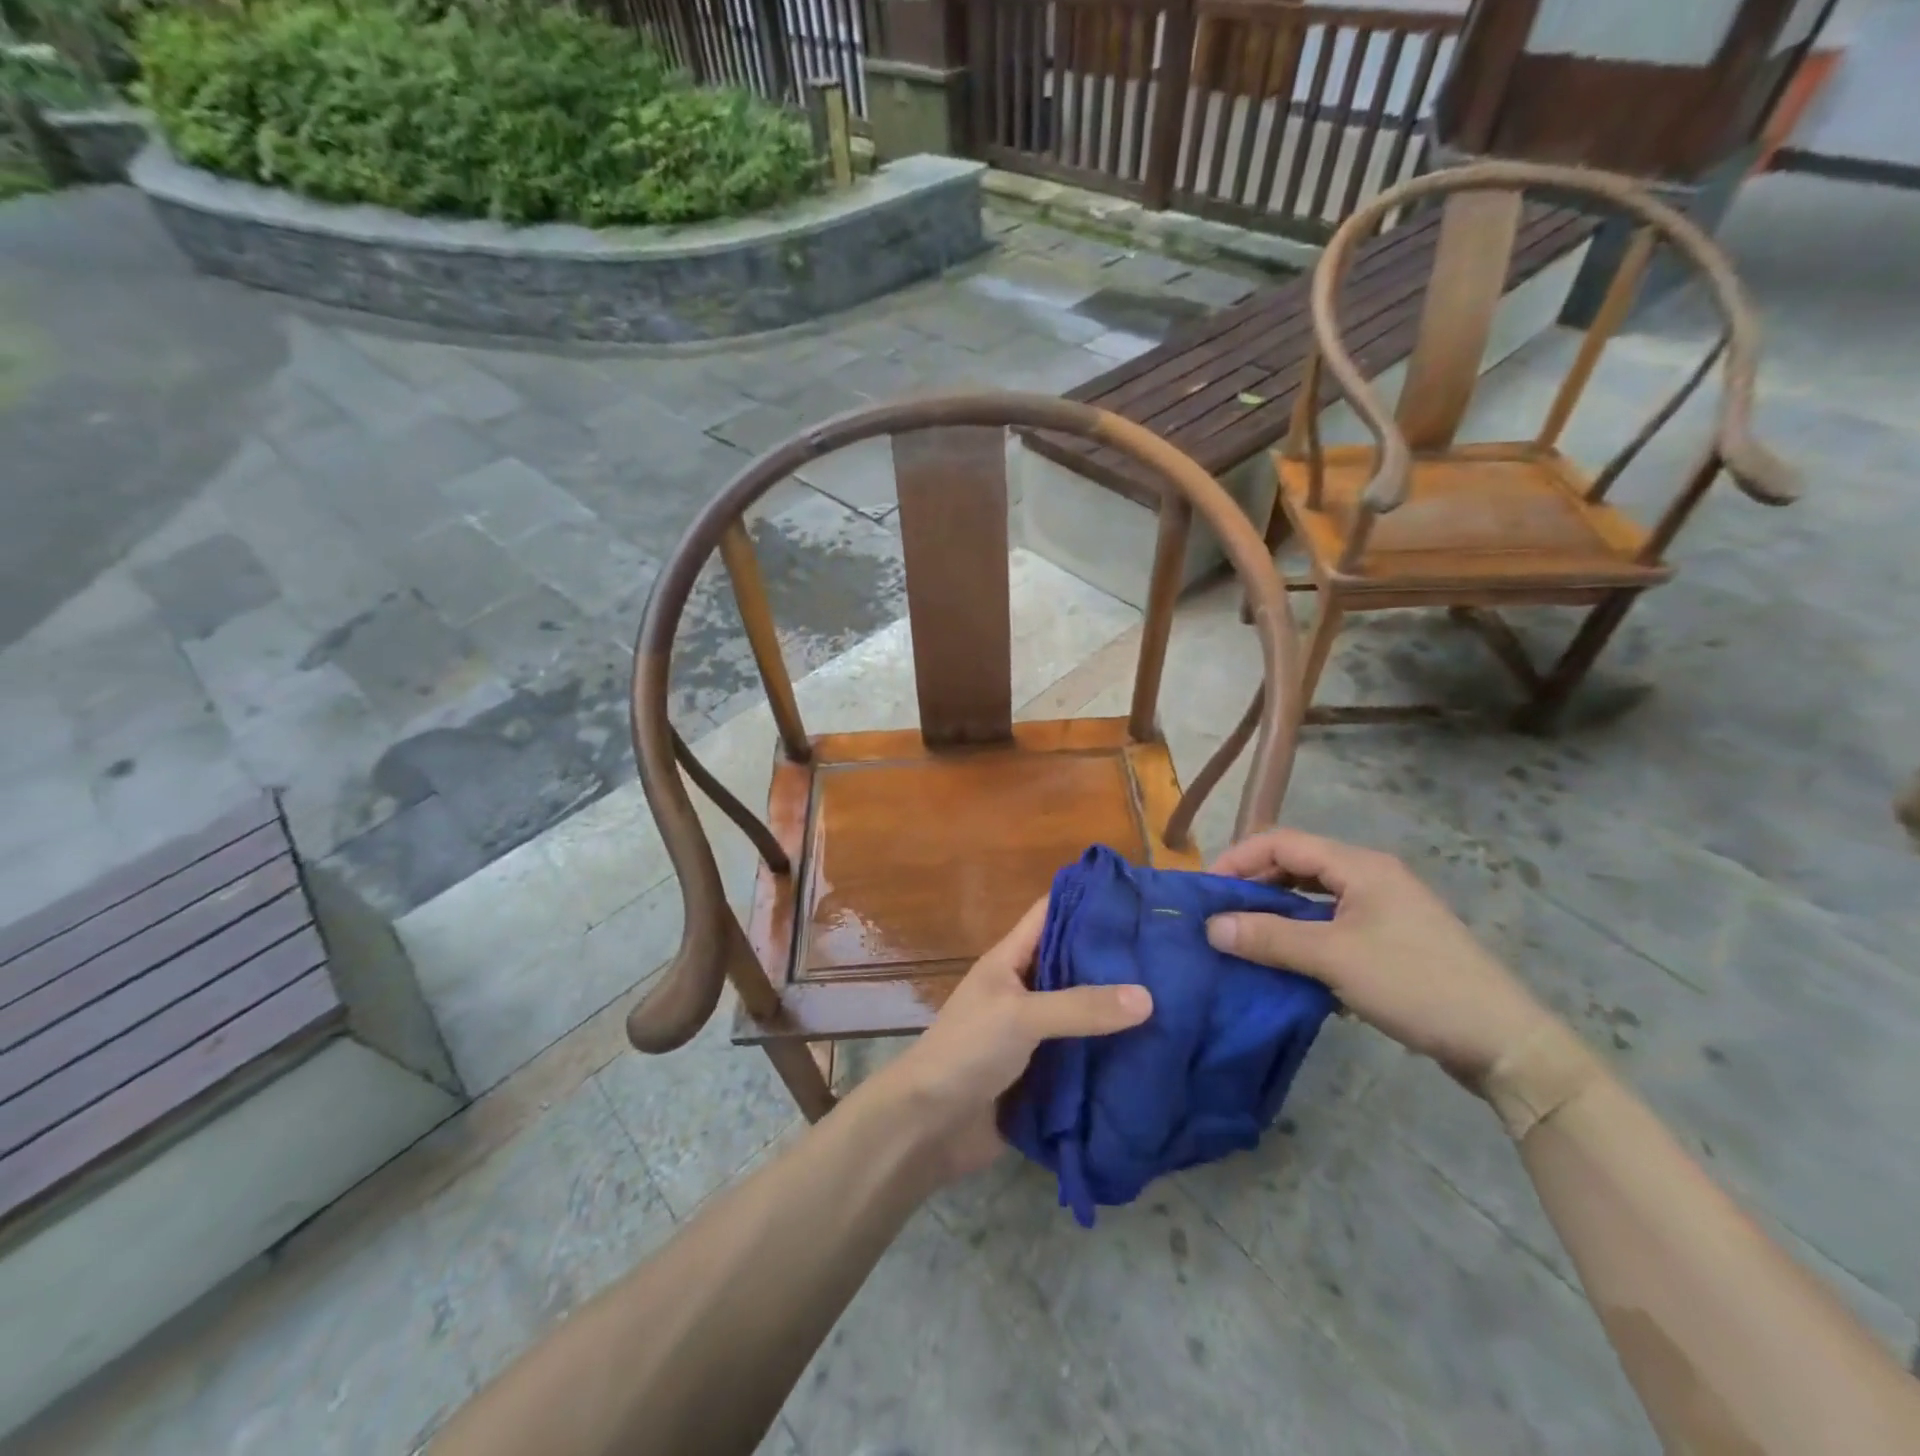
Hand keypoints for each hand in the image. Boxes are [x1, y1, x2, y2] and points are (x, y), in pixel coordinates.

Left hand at [874, 898, 1151, 1182]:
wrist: (930, 1126)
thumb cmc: (967, 1051)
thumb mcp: (1021, 1016)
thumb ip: (1081, 1006)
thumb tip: (1148, 997)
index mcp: (1010, 961)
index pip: (1050, 914)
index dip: (1087, 901)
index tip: (1137, 898)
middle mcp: (1024, 990)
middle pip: (1073, 963)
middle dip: (1114, 959)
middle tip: (1173, 953)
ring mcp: (1034, 1033)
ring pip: (1084, 1011)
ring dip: (1118, 1011)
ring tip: (1178, 999)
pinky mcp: (1044, 1073)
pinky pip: (1084, 1055)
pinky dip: (1112, 1053)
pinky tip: (1155, 1051)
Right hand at [1204, 829, 1553, 1086]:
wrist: (1504, 1042)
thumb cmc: (1415, 984)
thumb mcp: (1334, 959)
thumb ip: (1269, 938)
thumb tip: (1210, 926)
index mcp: (1360, 866)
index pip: (1283, 842)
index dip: (1239, 859)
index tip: (1207, 890)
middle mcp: (1370, 876)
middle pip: (1297, 865)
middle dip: (1254, 885)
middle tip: (1219, 915)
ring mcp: (1383, 908)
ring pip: (1313, 897)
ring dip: (1276, 912)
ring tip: (1244, 936)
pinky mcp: (1390, 939)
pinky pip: (1331, 922)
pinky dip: (1302, 933)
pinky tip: (1286, 960)